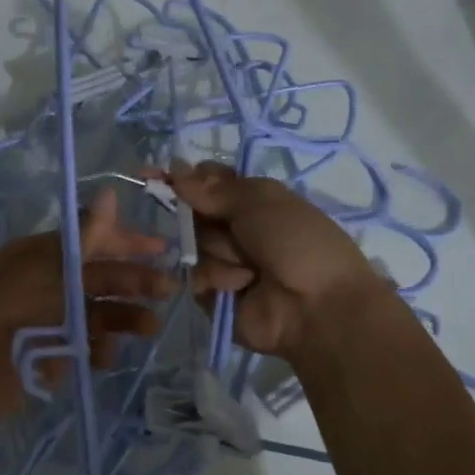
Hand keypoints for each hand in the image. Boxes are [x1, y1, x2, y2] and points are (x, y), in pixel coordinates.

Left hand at [0, 188, 172, 424]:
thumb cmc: (6, 307)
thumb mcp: (49, 268)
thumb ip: (86, 237)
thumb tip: (110, 192)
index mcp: (41, 255)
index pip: (91, 240)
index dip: (126, 241)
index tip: (161, 248)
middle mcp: (48, 283)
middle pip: (99, 278)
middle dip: (133, 281)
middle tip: (168, 289)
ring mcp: (50, 320)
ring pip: (97, 313)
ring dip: (124, 317)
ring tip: (149, 327)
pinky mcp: (51, 355)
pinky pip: (85, 347)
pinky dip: (99, 349)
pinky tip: (105, 355)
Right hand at [165, 161, 389, 360]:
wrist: (317, 306)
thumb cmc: (297, 242)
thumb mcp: (261, 201)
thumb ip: (213, 188)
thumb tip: (174, 167)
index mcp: (253, 201)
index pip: (207, 183)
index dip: (184, 179)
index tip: (157, 175)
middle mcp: (235, 230)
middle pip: (193, 213)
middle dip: (203, 218)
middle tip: (232, 230)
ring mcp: (224, 263)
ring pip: (194, 245)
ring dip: (220, 252)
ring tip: (250, 268)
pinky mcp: (214, 295)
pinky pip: (196, 277)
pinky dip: (218, 278)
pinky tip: (242, 286)